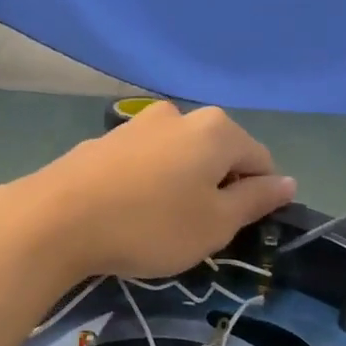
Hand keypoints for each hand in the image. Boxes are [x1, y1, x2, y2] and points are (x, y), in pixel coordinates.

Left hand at [11, 102, 295, 280]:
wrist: (58, 218)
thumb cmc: (151, 226)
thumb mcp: (215, 224)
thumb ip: (255, 200)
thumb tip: (287, 182)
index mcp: (216, 130)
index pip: (260, 160)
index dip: (257, 197)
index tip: (233, 230)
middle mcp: (179, 115)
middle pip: (217, 154)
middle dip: (216, 189)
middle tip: (196, 231)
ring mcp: (137, 124)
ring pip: (178, 158)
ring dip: (180, 186)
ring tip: (158, 223)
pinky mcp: (104, 140)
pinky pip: (144, 162)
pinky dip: (147, 184)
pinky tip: (128, 211)